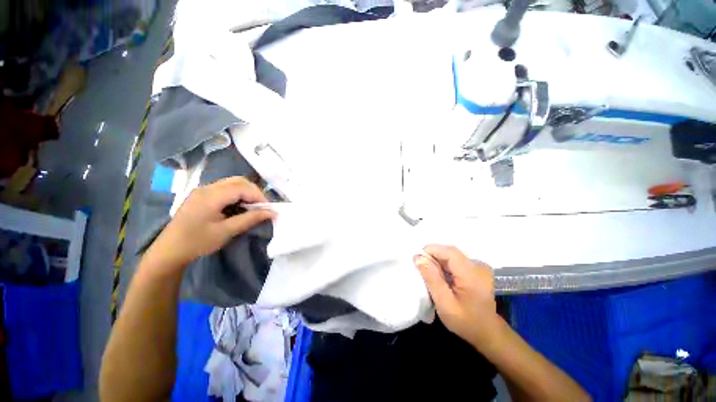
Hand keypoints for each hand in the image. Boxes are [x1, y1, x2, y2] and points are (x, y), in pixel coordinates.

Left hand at [152, 176, 274, 266]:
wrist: (169, 250)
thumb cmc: (197, 242)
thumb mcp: (226, 231)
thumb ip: (250, 219)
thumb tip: (272, 213)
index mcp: (211, 196)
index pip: (242, 187)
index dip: (259, 196)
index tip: (269, 209)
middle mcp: (207, 188)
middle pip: (238, 181)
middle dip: (254, 192)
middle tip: (262, 207)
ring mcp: (203, 190)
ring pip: (232, 183)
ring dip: (246, 192)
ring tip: (253, 207)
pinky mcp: (202, 195)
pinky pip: (225, 188)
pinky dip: (237, 195)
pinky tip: (239, 206)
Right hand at [414, 244, 499, 349]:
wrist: (487, 332)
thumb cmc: (465, 321)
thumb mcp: (444, 303)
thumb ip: (431, 278)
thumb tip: (418, 257)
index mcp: (472, 274)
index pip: (449, 252)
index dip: (432, 250)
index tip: (417, 259)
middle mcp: (478, 266)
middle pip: (450, 252)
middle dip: (433, 256)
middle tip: (422, 269)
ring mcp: (479, 267)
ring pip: (452, 256)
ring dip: (438, 261)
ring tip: (431, 275)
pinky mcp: (477, 269)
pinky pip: (457, 261)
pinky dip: (445, 265)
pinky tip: (442, 277)